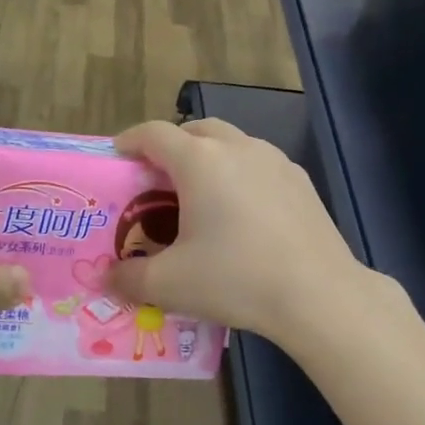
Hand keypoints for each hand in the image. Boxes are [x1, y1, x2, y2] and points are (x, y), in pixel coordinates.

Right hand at [106, 118, 377, 343]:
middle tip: (157, 179)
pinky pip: (259, 165)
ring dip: (208, 158)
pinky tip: (242, 213)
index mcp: (200, 161)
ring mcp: (276, 161)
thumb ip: (129, 278)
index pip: (154, 134)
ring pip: (232, 143)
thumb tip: (106, 278)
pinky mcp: (301, 182)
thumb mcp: (170, 284)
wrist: (318, 295)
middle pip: (195, 129)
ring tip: (199, 195)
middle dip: (171, 146)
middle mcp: (238, 148)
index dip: (129, 142)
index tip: (117, 157)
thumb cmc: (236, 279)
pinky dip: (239, 175)